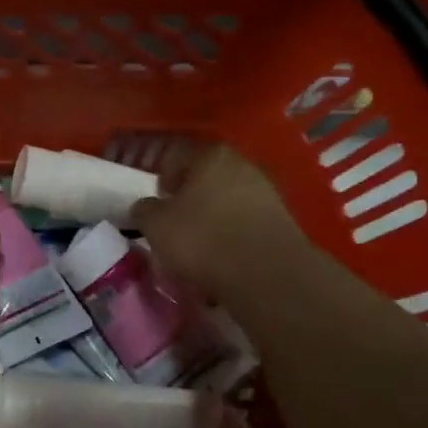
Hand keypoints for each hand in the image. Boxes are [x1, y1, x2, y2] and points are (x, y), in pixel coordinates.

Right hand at [130, 143, 301, 303]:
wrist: (266, 273)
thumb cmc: (202, 238)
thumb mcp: (156, 225)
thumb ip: (145, 210)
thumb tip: (145, 207)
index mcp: (210, 155)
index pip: (178, 154)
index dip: (163, 174)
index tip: (158, 198)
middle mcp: (243, 164)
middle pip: (207, 176)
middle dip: (190, 196)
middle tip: (176, 220)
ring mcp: (267, 191)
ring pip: (228, 200)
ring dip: (213, 216)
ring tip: (199, 245)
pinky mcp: (282, 220)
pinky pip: (246, 222)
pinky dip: (233, 234)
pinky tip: (223, 257)